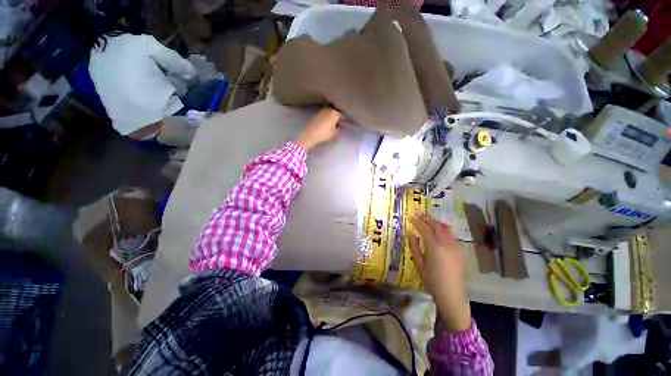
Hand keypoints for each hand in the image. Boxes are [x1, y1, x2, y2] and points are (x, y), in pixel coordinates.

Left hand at [296, 108, 340, 151]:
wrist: (310, 135)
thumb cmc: (324, 134)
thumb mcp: (335, 134)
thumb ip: (339, 129)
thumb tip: (339, 126)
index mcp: (334, 113)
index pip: (342, 115)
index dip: (344, 120)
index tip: (345, 124)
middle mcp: (328, 110)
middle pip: (335, 112)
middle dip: (338, 118)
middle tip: (339, 124)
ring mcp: (321, 112)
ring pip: (329, 113)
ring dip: (331, 118)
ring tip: (332, 125)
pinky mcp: (315, 115)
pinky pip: (323, 116)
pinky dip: (326, 119)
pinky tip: (325, 125)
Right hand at [410, 215, 470, 331]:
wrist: (451, 294)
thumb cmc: (432, 280)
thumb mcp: (419, 263)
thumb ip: (414, 246)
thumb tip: (410, 234)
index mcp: (434, 246)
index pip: (424, 228)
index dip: (417, 222)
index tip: (411, 217)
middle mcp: (446, 243)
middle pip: (438, 225)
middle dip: (428, 219)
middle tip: (420, 216)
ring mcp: (455, 246)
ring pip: (446, 229)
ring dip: (437, 224)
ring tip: (429, 223)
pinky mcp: (460, 251)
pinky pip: (451, 236)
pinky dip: (443, 231)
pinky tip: (438, 236)